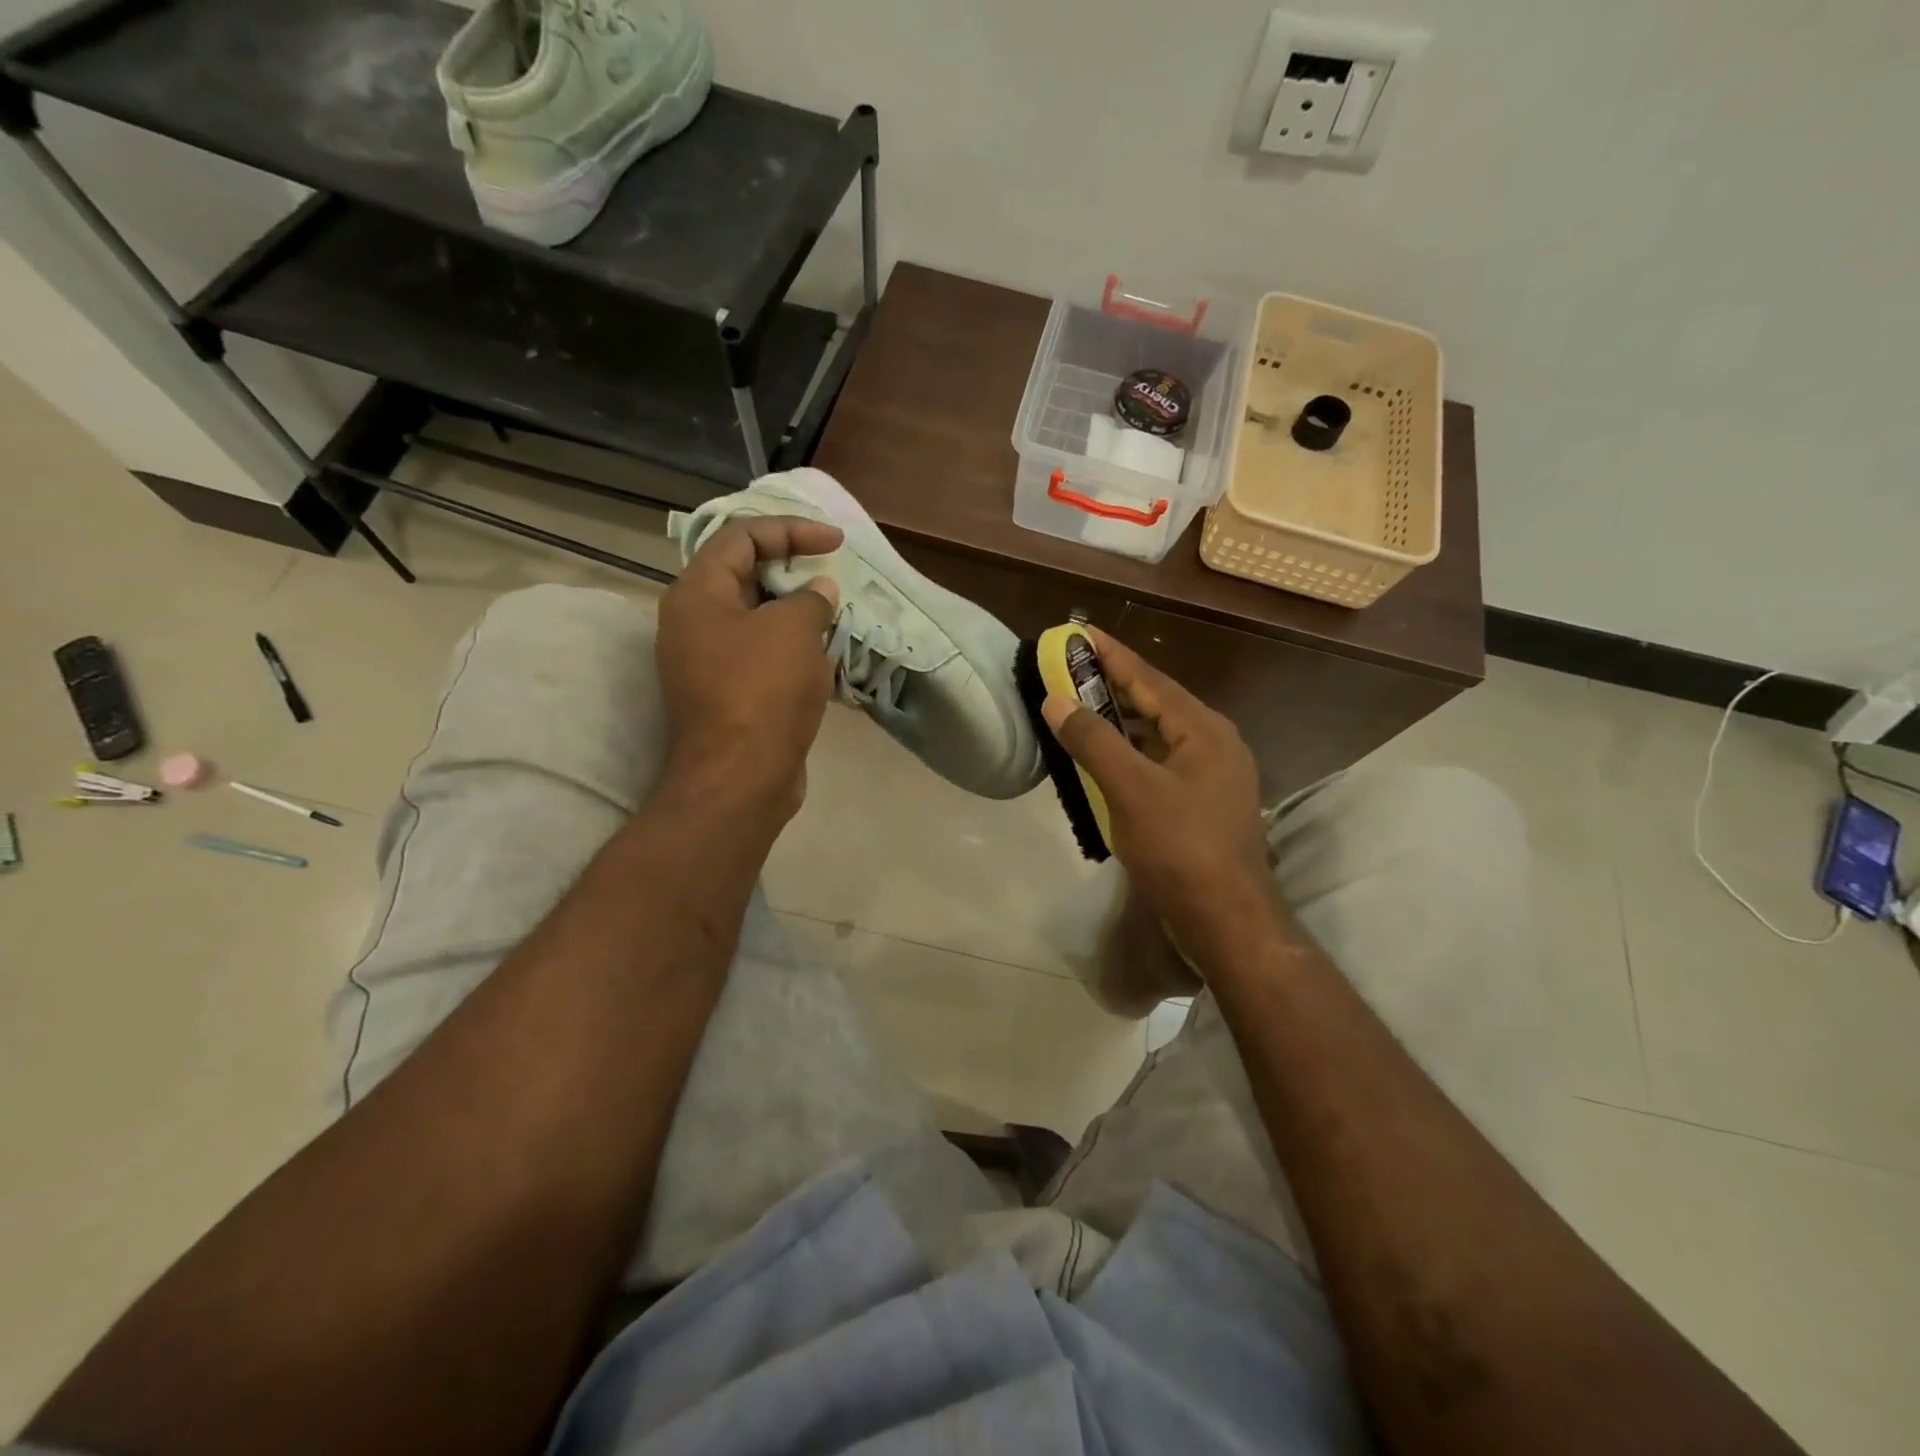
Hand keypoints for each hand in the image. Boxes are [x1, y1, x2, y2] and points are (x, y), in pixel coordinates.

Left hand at [656, 516, 841, 819]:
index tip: (835, 542)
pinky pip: (759, 652)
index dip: (791, 530)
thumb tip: (818, 592)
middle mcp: (693, 621)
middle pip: (743, 574)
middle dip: (792, 568)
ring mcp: (706, 660)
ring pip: (754, 616)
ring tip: (833, 611)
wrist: (739, 779)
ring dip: (794, 609)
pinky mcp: (726, 692)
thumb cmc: (762, 693)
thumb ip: (810, 599)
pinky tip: (821, 652)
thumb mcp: (793, 631)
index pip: (741, 537)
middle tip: (832, 574)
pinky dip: (789, 644)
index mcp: (697, 594)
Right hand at [1041, 627, 1276, 954]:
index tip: (1081, 632)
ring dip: (1121, 721)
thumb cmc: (1180, 847)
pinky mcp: (1203, 804)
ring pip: (1159, 735)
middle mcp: (1214, 744)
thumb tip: (1056, 700)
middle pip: (1157, 703)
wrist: (1226, 919)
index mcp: (1205, 730)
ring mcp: (1212, 776)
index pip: (1150, 679)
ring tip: (1081, 708)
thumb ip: (1093, 741)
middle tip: (1071, 670)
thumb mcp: (1131, 790)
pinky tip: (1106, 760)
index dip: (1112, 654)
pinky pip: (1161, 763)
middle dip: (1113, 686)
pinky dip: (1132, 754)